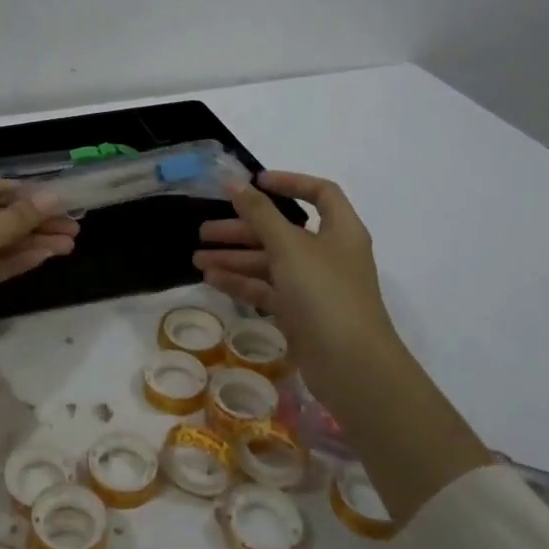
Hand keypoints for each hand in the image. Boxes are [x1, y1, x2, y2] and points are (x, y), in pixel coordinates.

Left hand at [0, 180, 77, 322]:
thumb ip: (20, 217)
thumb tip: (54, 196)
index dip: (31, 194)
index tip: (64, 202)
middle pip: (0, 216)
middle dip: (37, 223)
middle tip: (75, 230)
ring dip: (32, 243)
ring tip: (69, 246)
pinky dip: (14, 260)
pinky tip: (43, 258)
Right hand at [192, 171, 398, 368]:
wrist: (352, 366)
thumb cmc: (325, 293)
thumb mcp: (289, 246)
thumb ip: (259, 213)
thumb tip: (235, 182)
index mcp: (340, 230)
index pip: (320, 193)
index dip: (288, 182)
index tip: (253, 183)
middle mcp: (329, 254)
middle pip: (282, 230)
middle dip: (243, 227)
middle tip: (205, 231)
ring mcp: (314, 286)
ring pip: (270, 262)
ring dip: (235, 257)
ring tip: (197, 258)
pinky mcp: (301, 313)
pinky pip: (267, 289)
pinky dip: (241, 282)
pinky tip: (211, 279)